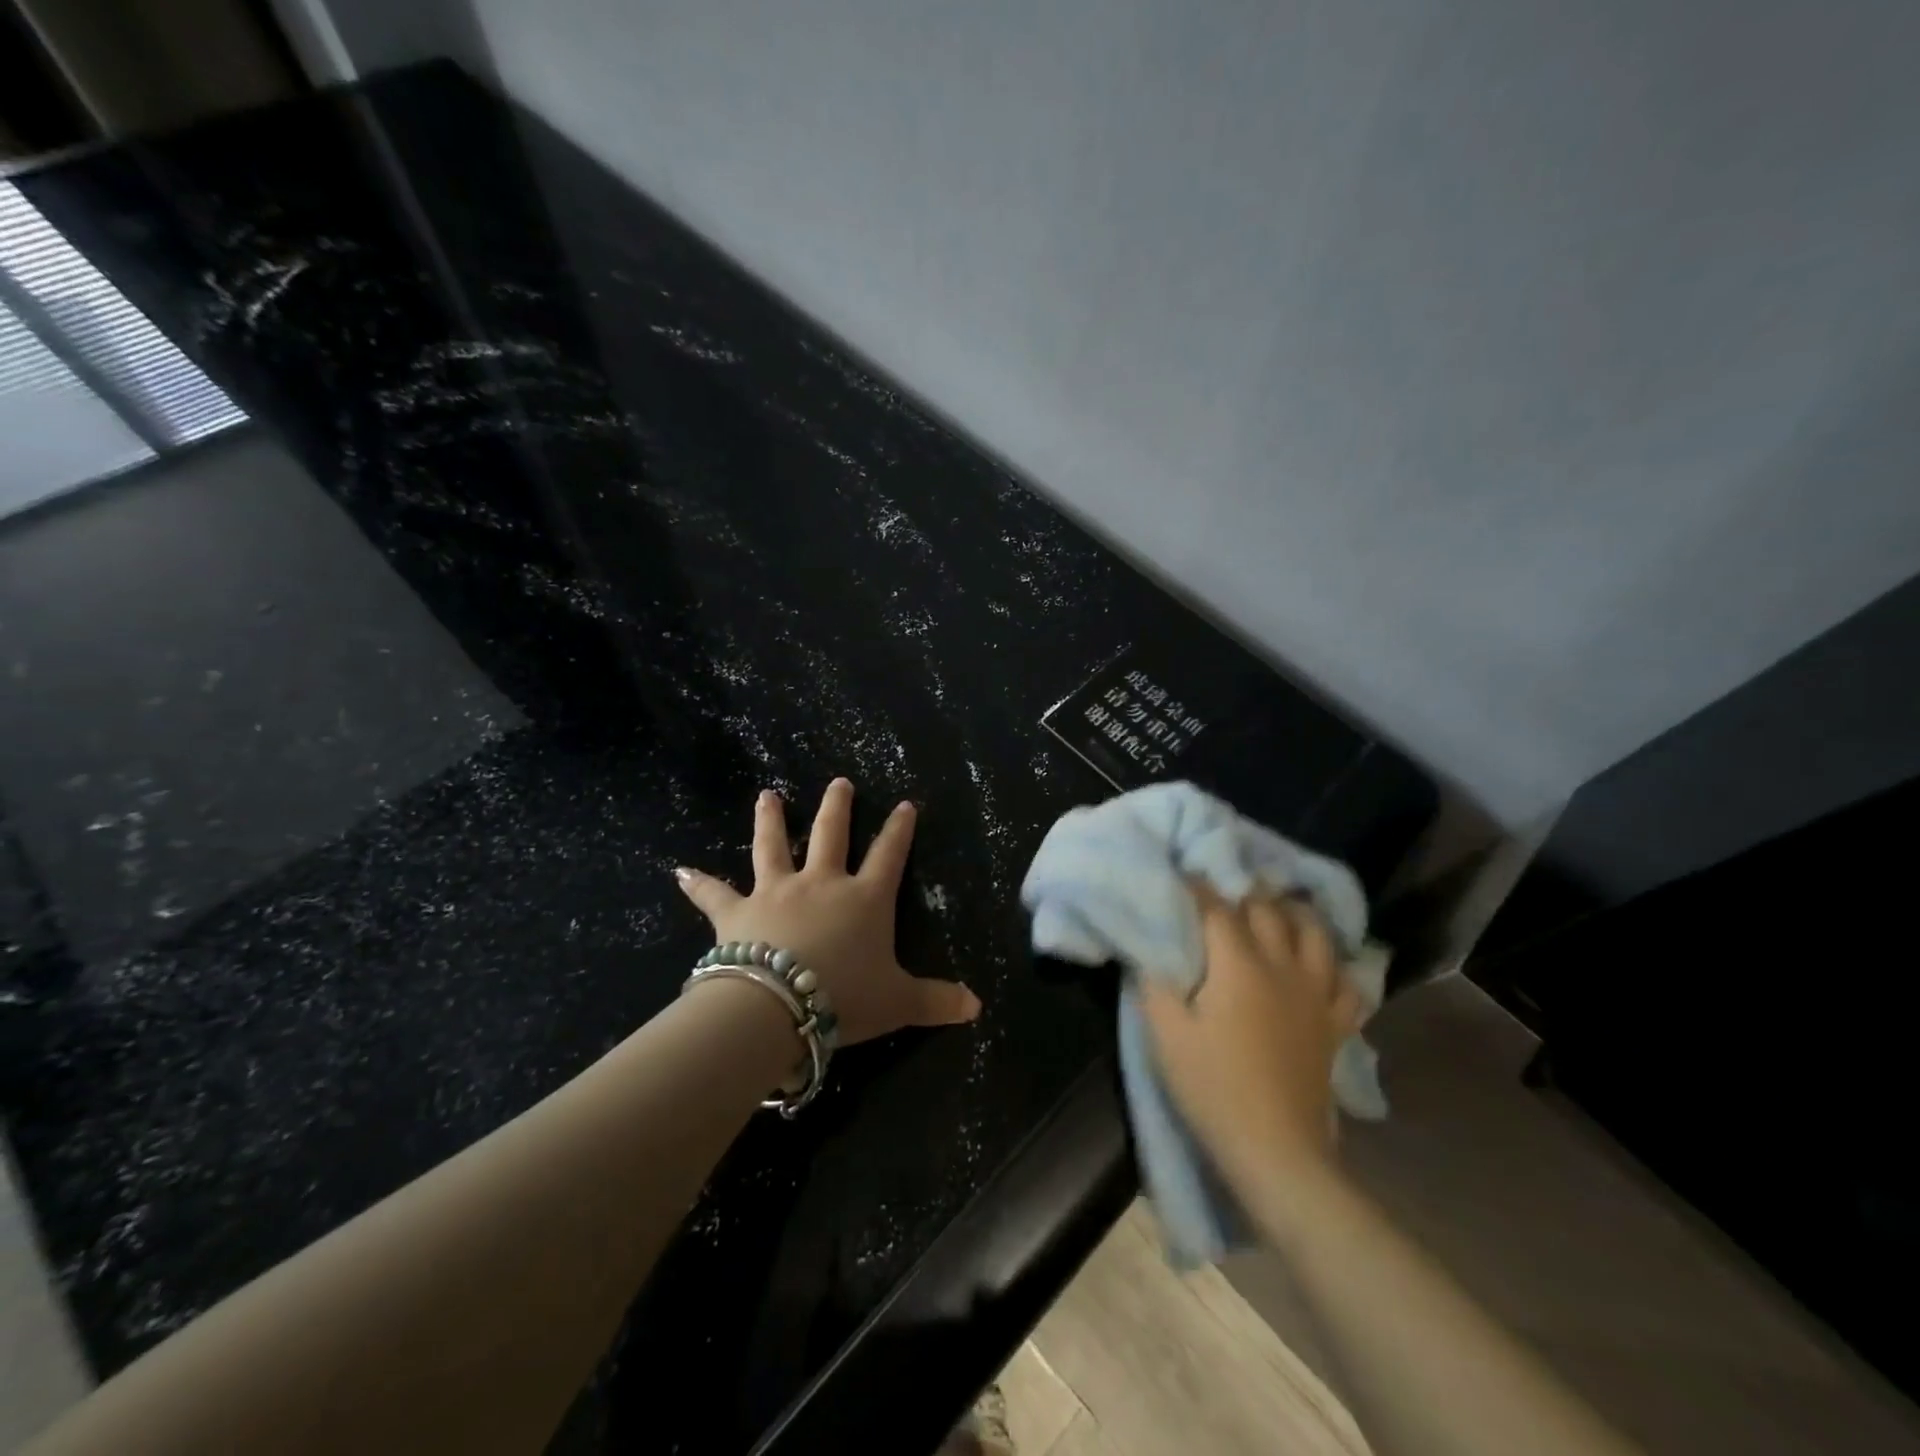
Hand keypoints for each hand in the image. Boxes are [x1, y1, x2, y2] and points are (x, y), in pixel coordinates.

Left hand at [673, 778, 980, 1046]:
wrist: (778, 1007)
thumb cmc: (845, 999)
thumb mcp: (900, 1003)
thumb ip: (937, 1001)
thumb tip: (977, 1007)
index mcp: (863, 899)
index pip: (888, 855)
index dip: (899, 829)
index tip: (905, 805)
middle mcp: (821, 884)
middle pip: (830, 834)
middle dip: (837, 807)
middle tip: (839, 783)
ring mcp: (776, 892)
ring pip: (771, 846)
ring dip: (769, 819)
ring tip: (767, 795)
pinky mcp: (736, 912)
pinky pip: (714, 894)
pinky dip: (698, 883)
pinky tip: (679, 871)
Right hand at [1138, 885, 1362, 1193]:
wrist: (1275, 1150)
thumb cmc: (1212, 1087)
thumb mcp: (1165, 1034)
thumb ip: (1154, 982)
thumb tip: (1148, 946)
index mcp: (1239, 965)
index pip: (1217, 908)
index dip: (1197, 886)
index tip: (1180, 873)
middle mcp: (1282, 967)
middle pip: (1268, 910)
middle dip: (1243, 892)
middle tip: (1223, 888)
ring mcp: (1316, 995)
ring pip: (1316, 934)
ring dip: (1294, 914)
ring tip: (1276, 908)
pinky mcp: (1335, 1025)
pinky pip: (1347, 983)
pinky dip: (1336, 965)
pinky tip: (1322, 964)